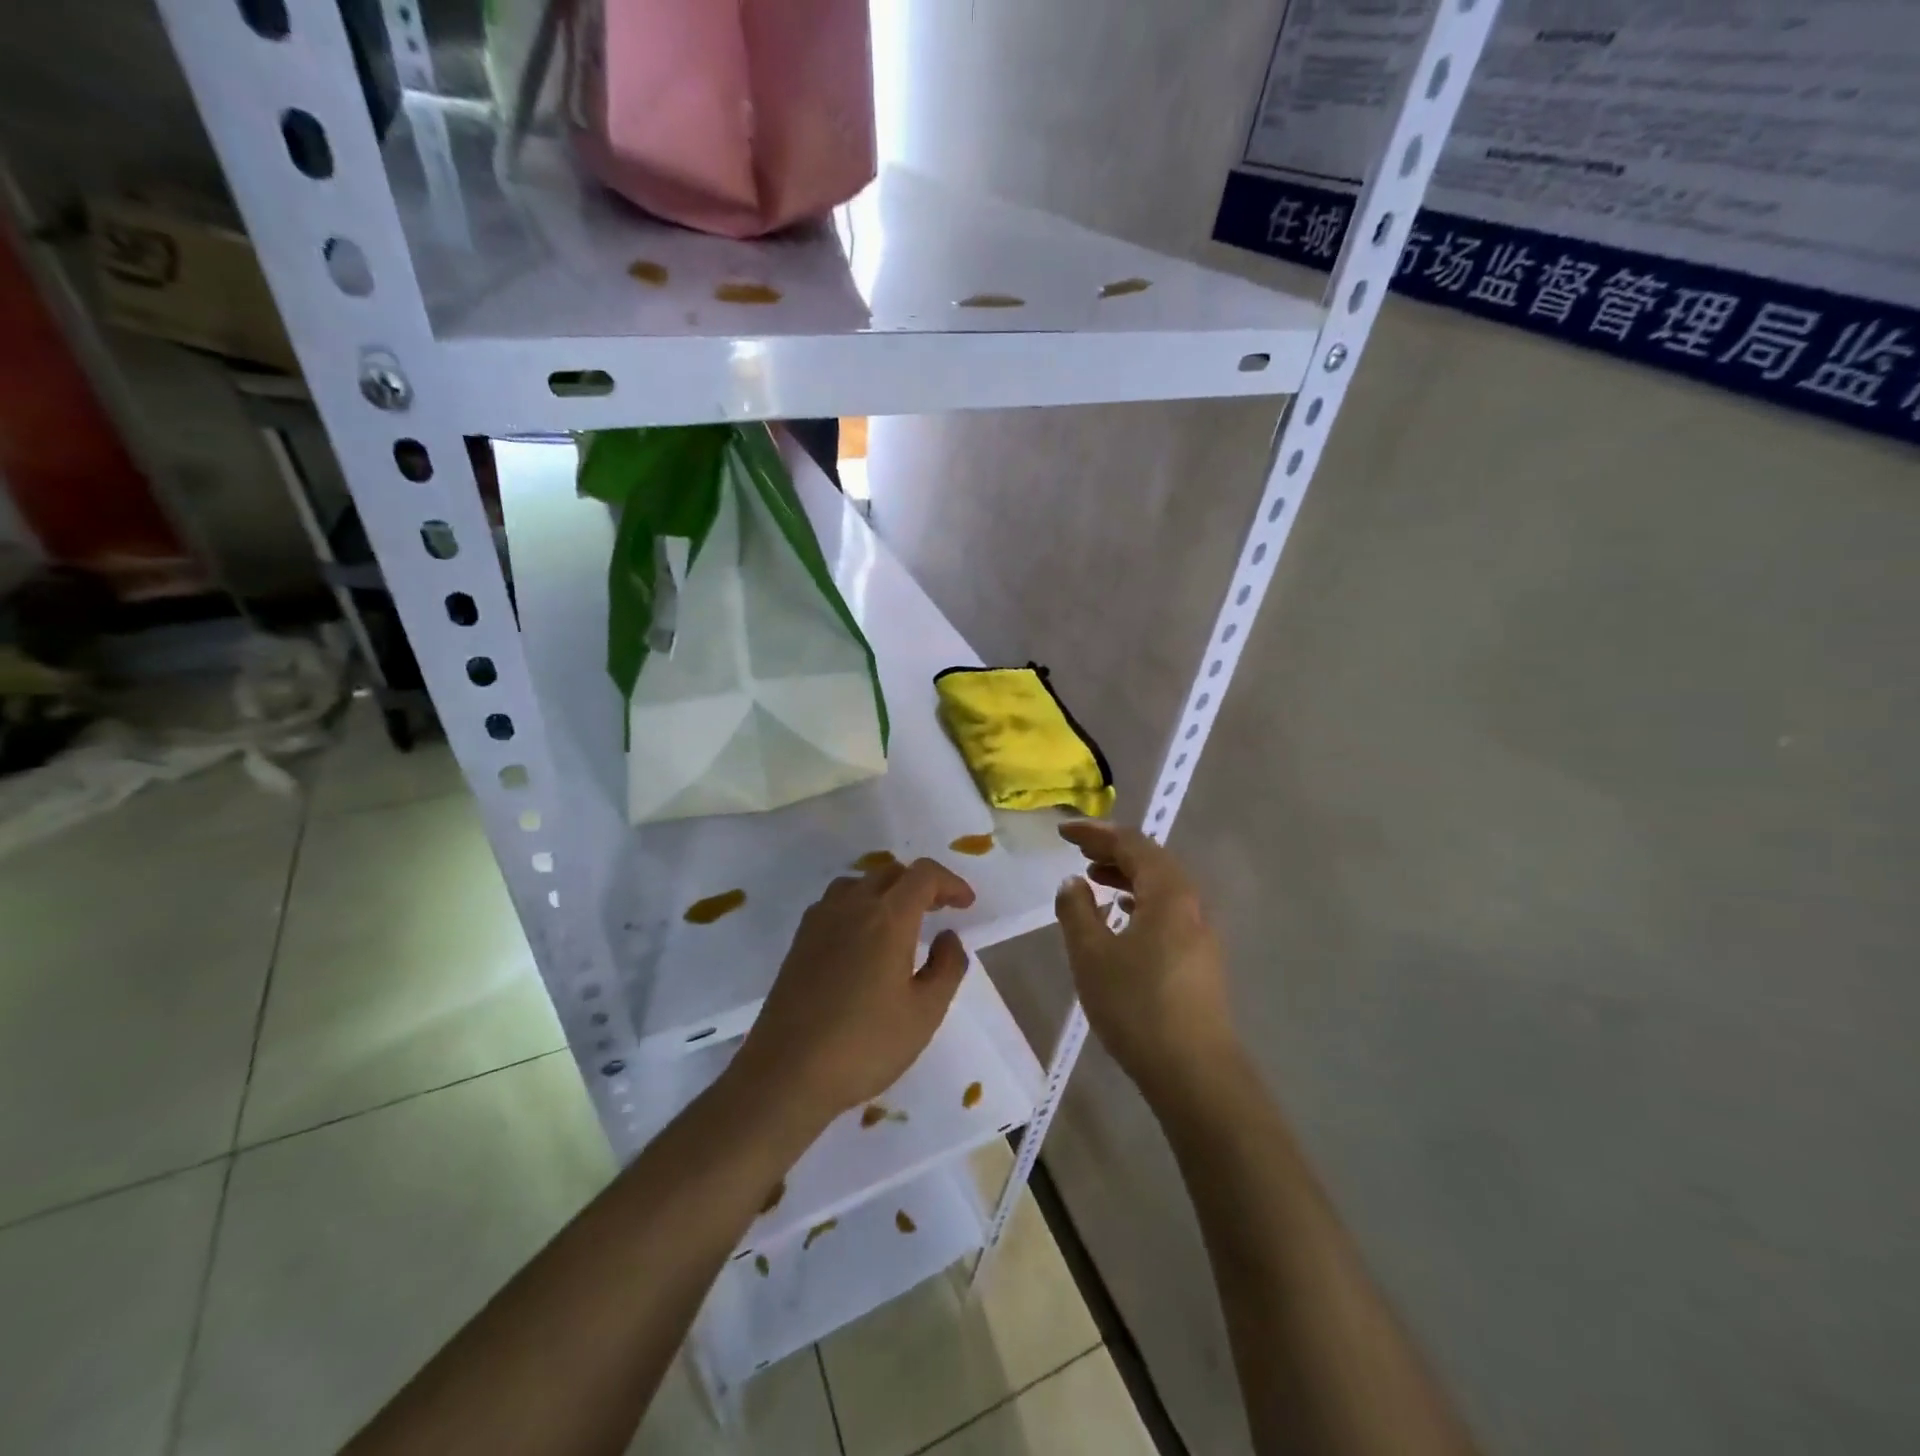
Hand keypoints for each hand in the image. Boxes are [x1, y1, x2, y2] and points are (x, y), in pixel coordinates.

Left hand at [733, 858, 976, 1129]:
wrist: (786, 1073)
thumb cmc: (865, 1045)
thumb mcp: (925, 1013)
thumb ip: (947, 967)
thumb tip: (948, 936)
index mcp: (888, 917)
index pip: (923, 874)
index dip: (950, 882)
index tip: (966, 905)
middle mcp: (851, 906)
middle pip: (891, 872)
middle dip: (921, 885)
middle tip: (940, 911)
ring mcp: (820, 921)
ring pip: (859, 883)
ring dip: (886, 891)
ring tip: (901, 922)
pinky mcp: (799, 941)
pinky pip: (835, 903)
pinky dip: (859, 905)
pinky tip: (863, 940)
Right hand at [1054, 823, 1236, 1103]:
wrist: (1194, 1071)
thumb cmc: (1137, 1005)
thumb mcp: (1091, 954)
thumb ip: (1076, 910)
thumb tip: (1073, 882)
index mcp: (1168, 892)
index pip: (1131, 844)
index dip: (1095, 833)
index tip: (1063, 831)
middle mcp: (1190, 903)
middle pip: (1151, 861)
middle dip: (1112, 850)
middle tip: (1078, 850)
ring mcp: (1199, 931)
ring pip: (1160, 887)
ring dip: (1126, 876)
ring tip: (1093, 878)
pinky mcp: (1199, 958)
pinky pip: (1166, 910)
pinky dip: (1139, 901)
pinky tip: (1121, 917)